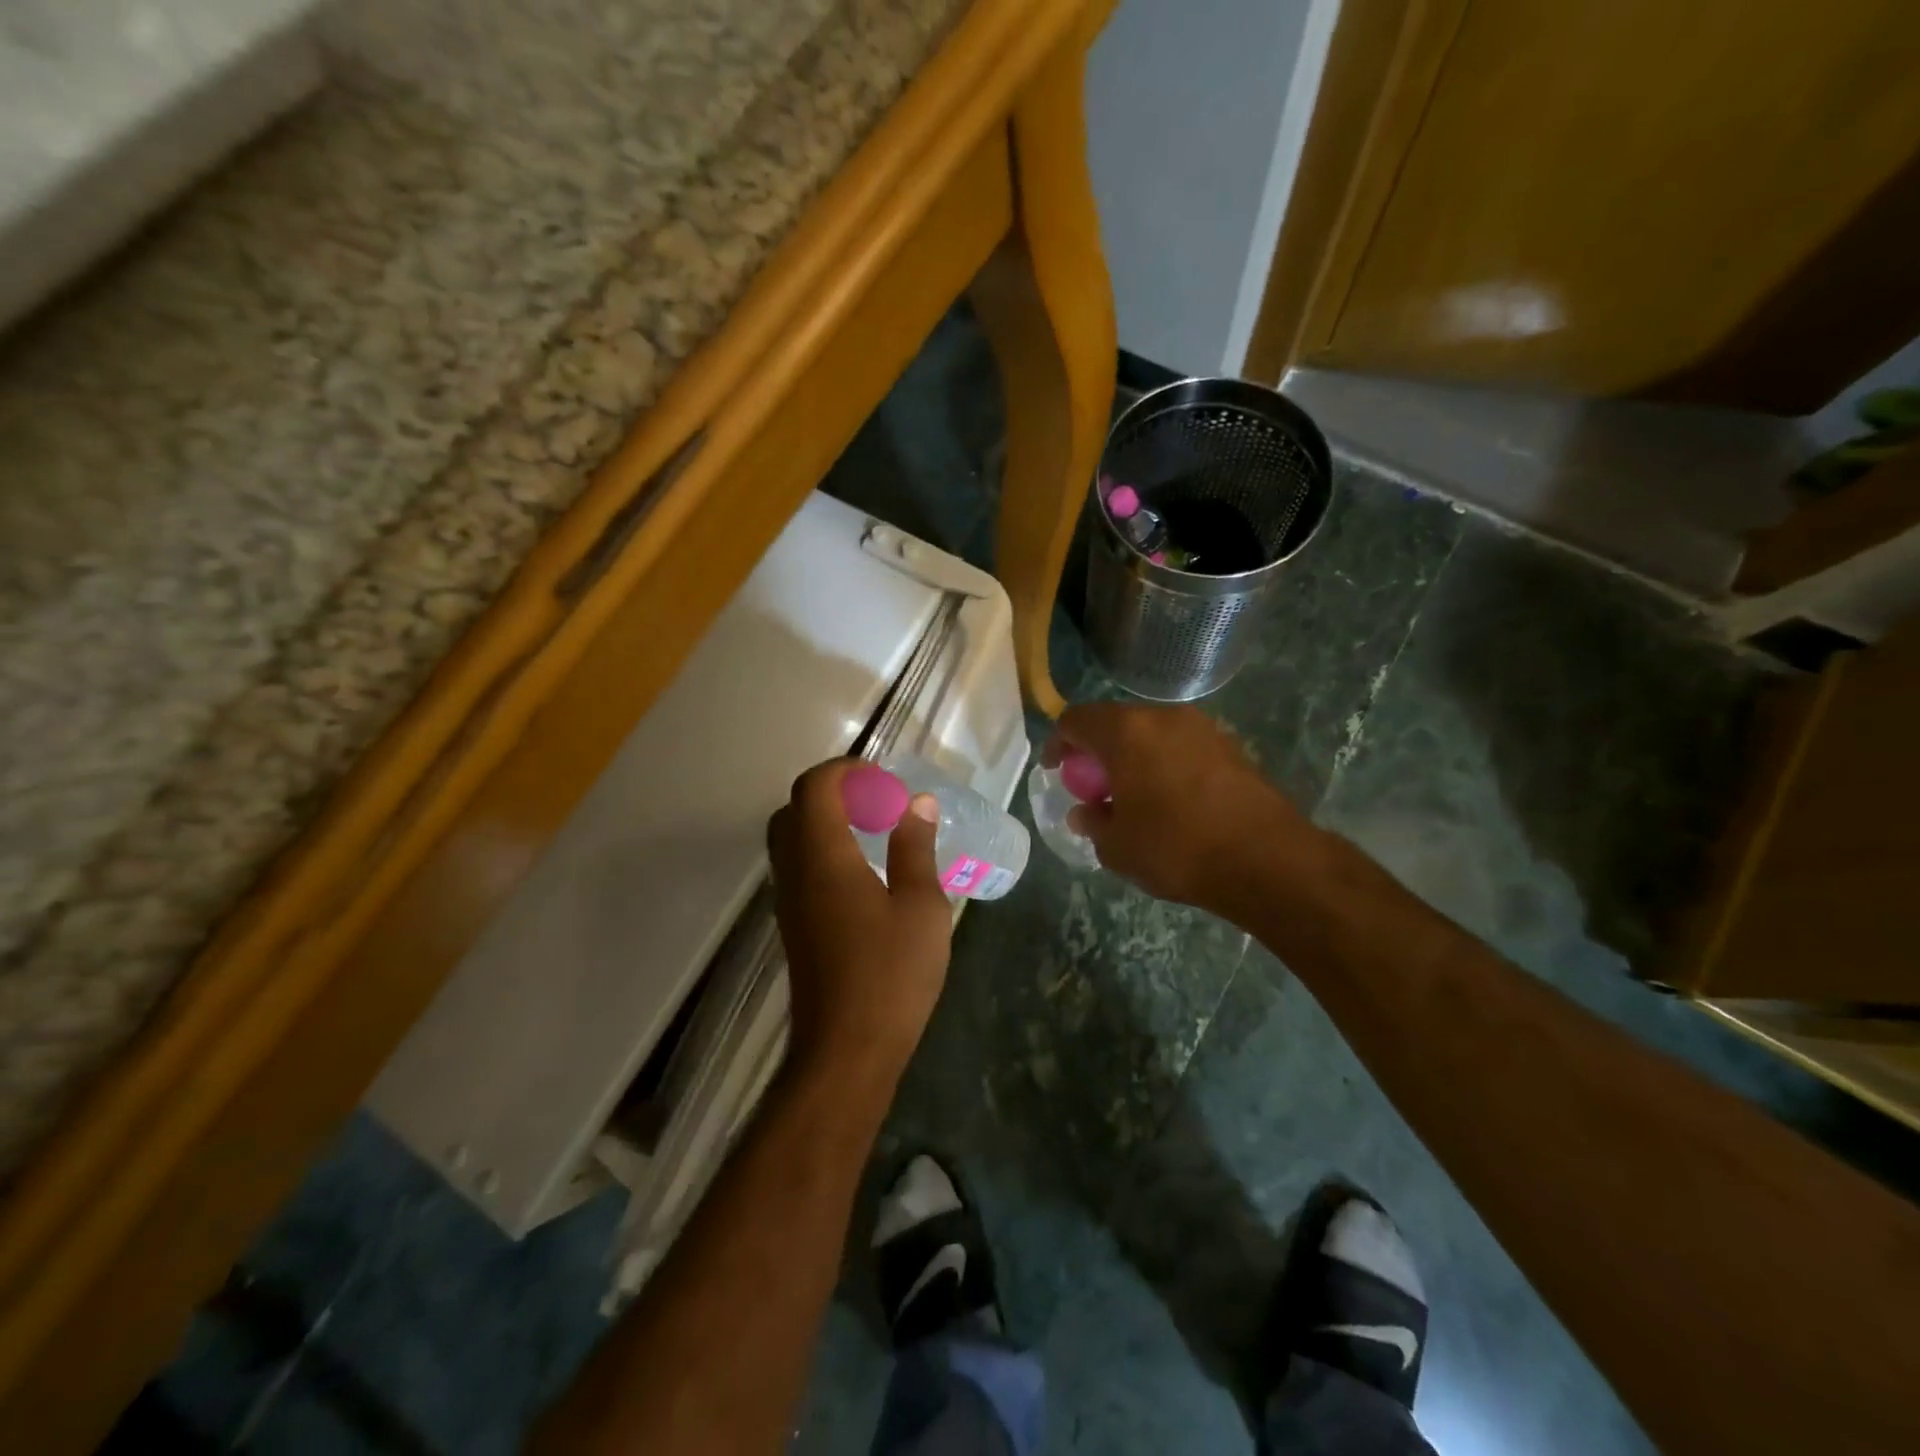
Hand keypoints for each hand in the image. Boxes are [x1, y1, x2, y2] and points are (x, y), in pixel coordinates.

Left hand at [767, 759, 952, 1084]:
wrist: (847, 1050)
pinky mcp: (794, 926)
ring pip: (791, 840)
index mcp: (824, 858)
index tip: (882, 778)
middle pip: (794, 809)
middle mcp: (795, 872)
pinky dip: (824, 851)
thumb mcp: (920, 906)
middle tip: (877, 803)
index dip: (844, 770)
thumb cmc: (891, 975)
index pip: (814, 787)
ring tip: (875, 833)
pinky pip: (799, 868)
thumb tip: (918, 804)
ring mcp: (789, 901)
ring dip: (826, 822)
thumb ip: (915, 848)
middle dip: (833, 793)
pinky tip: (865, 874)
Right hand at [1044, 703, 1318, 917]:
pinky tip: (1169, 800)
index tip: (1055, 770)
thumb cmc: (1177, 849)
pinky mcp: (1230, 746)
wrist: (1267, 860)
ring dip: (1132, 756)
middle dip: (1097, 750)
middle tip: (1091, 785)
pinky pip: (1180, 746)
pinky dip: (1164, 763)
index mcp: (1126, 732)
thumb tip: (1086, 811)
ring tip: (1131, 795)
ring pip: (1151, 733)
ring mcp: (1201, 728)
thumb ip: (1093, 822)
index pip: (1076, 720)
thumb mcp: (1117, 846)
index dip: (1059, 743)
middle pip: (1115, 722)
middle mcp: (1163, 717)